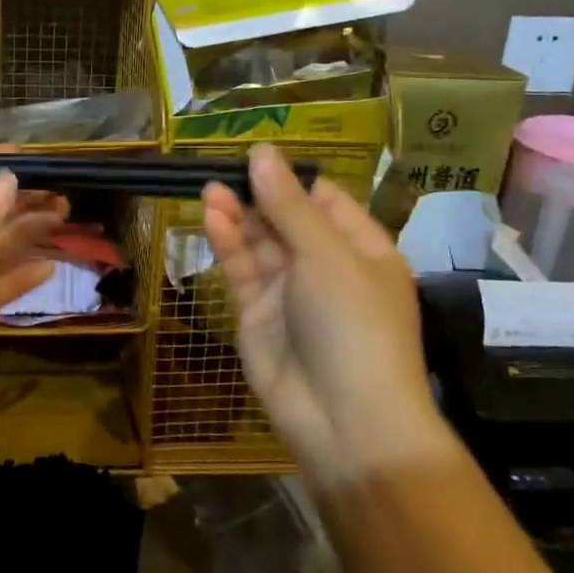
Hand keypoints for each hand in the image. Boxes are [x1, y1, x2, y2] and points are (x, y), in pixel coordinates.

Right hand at [201, 144, 450, 486]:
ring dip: (238, 215)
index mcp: (363, 251)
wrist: (344, 421)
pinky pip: (242, 271)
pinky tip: (212, 216)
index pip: (326, 201)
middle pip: (287, 219)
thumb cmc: (353, 326)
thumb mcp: (326, 256)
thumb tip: (261, 151)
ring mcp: (290, 293)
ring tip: (210, 187)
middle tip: (223, 168)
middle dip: (258, 194)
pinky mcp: (258, 315)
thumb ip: (288, 205)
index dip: (292, 178)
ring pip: (260, 243)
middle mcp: (327, 267)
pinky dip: (228, 244)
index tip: (257, 156)